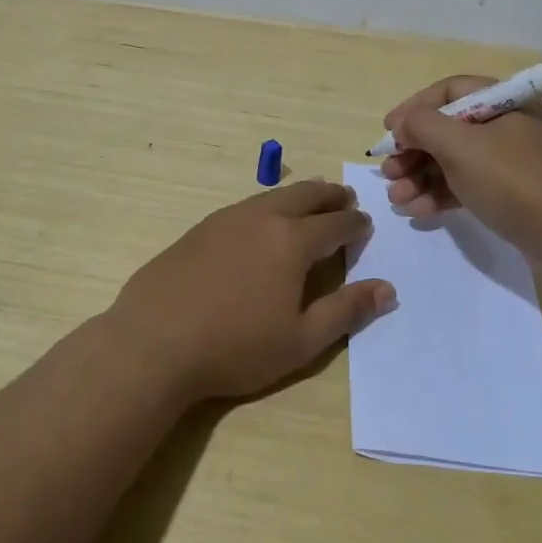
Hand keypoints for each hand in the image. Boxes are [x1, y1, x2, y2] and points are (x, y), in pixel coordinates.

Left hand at [108, 180, 395, 403]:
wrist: (154, 342)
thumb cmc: (235, 347)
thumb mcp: (301, 340)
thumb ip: (346, 311)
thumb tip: (387, 289)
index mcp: (292, 241)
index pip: (335, 224)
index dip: (355, 223)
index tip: (365, 223)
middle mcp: (261, 218)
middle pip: (304, 197)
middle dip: (330, 196)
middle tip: (345, 196)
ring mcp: (225, 220)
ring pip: (271, 197)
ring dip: (297, 196)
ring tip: (309, 200)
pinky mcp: (198, 230)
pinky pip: (244, 207)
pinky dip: (266, 206)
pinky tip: (260, 222)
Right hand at [379, 75, 541, 266]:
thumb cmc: (516, 181)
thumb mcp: (462, 146)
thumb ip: (423, 126)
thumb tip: (405, 125)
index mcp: (504, 102)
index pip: (449, 91)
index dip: (414, 107)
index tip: (388, 132)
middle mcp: (509, 125)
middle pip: (449, 128)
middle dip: (413, 151)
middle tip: (387, 172)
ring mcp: (512, 162)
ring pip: (455, 161)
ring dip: (421, 177)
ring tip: (397, 199)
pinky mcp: (513, 194)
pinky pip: (469, 186)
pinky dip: (441, 195)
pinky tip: (419, 212)